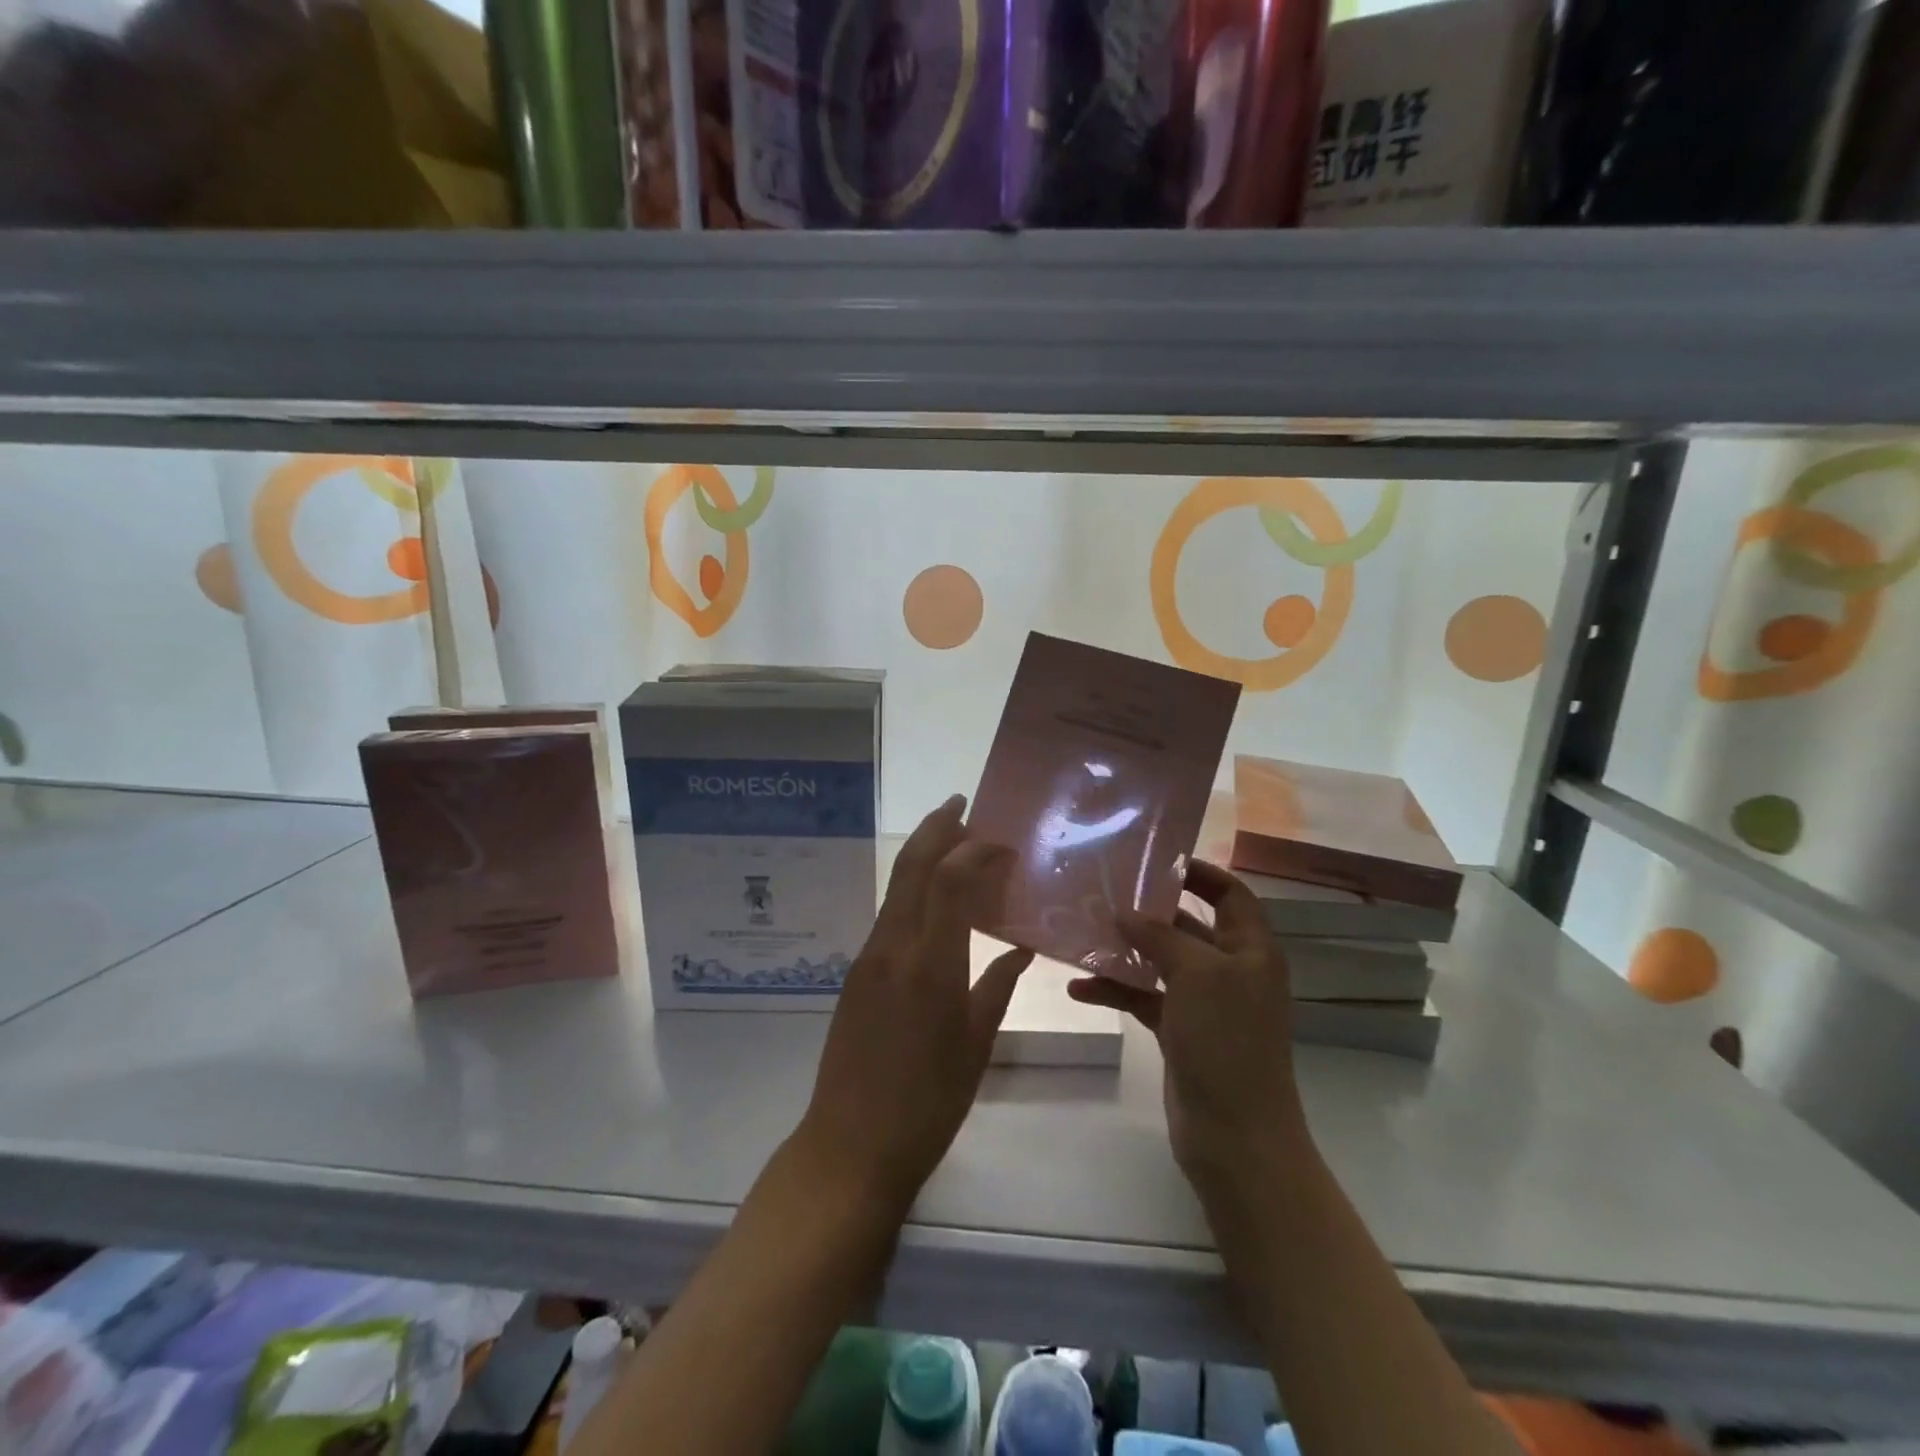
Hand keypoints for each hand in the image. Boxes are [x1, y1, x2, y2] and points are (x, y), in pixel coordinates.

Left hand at [794, 795, 1032, 1214]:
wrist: (850, 1145)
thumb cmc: (928, 1103)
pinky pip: (890, 914)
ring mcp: (869, 956)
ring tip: (956, 844)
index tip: (1004, 841)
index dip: (976, 848)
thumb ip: (998, 985)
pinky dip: (915, 891)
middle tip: (964, 806)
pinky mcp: (857, 971)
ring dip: (924, 855)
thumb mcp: (976, 1044)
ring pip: (897, 886)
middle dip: (937, 827)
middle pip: (912, 866)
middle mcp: (893, 946)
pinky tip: (937, 902)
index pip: (949, 878)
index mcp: (929, 963)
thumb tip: (1019, 946)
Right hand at [1068, 860, 1308, 1200]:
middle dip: (1148, 911)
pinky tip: (1079, 989)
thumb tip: (1125, 912)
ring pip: (1160, 962)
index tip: (1156, 861)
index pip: (1231, 895)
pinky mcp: (1179, 1031)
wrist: (1236, 1137)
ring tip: (1082, 936)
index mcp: (1250, 950)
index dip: (1200, 873)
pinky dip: (1116, 990)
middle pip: (1188, 925)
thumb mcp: (1197, 975)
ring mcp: (1204, 1003)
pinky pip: (1144, 997)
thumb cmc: (1226, 1042)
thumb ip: (1159, 936)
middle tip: (1104, 893)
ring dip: (1125, 951)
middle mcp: (1230, 970)